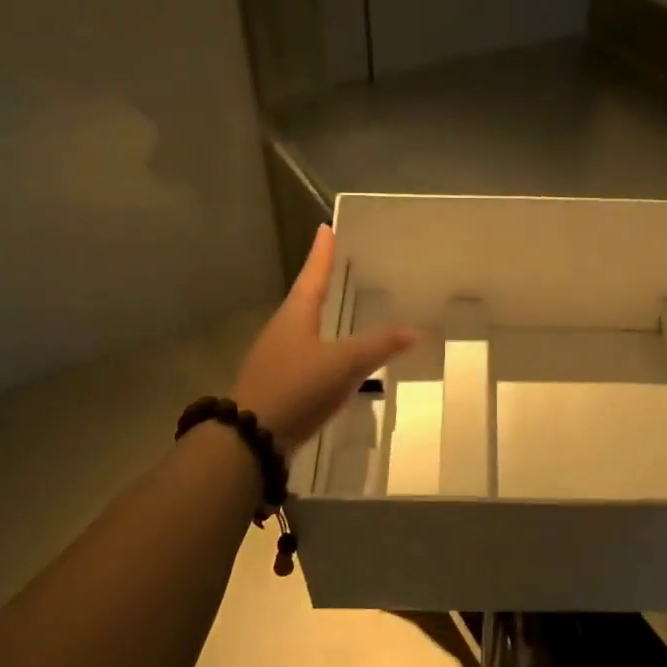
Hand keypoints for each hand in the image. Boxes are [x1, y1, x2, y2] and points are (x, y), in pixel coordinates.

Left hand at [231, 226, 415, 449]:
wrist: (250, 439)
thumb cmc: (296, 387)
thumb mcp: (343, 364)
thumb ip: (378, 346)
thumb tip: (415, 331)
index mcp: (295, 314)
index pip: (313, 274)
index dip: (322, 252)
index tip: (325, 228)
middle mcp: (282, 329)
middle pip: (305, 298)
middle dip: (322, 282)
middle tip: (339, 266)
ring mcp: (276, 357)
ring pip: (304, 327)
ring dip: (321, 315)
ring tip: (341, 309)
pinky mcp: (278, 383)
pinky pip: (305, 355)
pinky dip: (322, 348)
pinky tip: (334, 358)